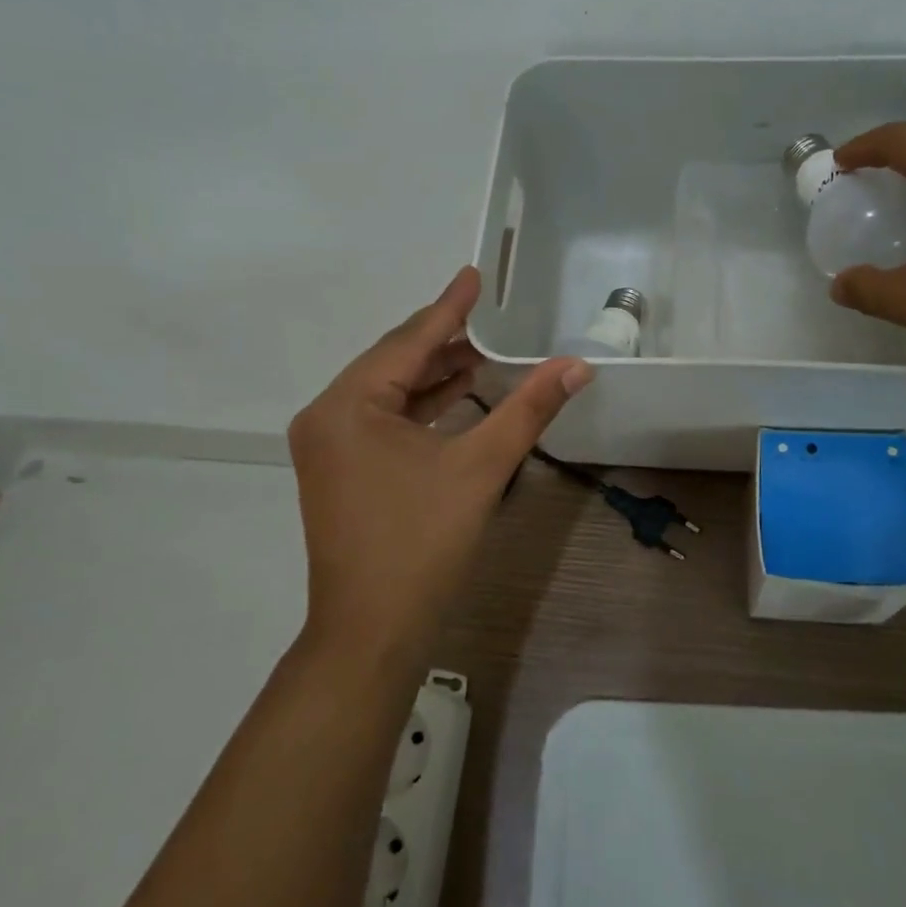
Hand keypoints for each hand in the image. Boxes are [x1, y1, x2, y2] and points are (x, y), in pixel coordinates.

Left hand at [287, 266, 591, 662]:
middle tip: (489, 316)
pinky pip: (385, 420)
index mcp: (348, 405)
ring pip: (390, 392)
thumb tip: (576, 366)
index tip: (474, 274)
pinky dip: (423, 407)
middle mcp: (328, 416)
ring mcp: (330, 446)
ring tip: (484, 352)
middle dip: (444, 341)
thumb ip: (528, 409)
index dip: (449, 307)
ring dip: (436, 374)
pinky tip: (459, 396)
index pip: (409, 341)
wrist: (372, 632)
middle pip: (395, 362)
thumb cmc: (422, 543)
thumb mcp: (481, 468)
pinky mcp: (341, 471)